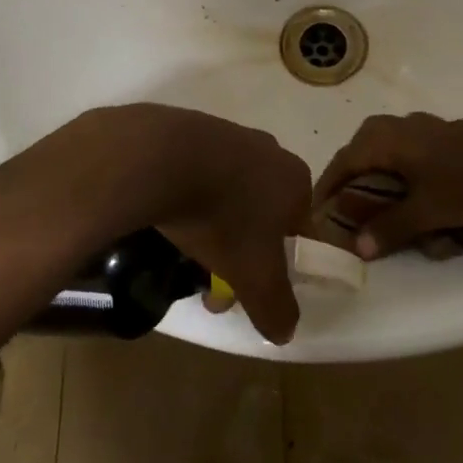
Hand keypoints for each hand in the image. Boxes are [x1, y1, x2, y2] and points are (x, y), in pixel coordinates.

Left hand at [63, 105, 310, 343]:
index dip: (279, 267)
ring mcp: (231, 136)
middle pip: (263, 214)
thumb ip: (276, 306)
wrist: (163, 158)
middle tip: (212, 283)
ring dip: (215, 228)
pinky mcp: (193, 130)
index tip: (250, 290)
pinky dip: (191, 198)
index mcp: (296, 180)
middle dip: (241, 252)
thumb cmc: (223, 217)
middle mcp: (271, 152)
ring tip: (185, 256)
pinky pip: (201, 174)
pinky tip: (170, 217)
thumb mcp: (254, 276)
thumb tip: (286, 332)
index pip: (300, 230)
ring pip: (231, 195)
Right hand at [314, 113, 462, 258]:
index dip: (327, 189)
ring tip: (377, 205)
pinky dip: (401, 172)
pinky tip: (415, 192)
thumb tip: (358, 247)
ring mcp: (422, 127)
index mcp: (384, 138)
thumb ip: (390, 228)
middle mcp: (397, 125)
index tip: (316, 212)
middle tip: (347, 210)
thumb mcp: (428, 213)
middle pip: (361, 153)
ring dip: (378, 176)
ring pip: (385, 150)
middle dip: (352, 181)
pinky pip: (408, 151)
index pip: (342, 163)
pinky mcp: (443, 135)